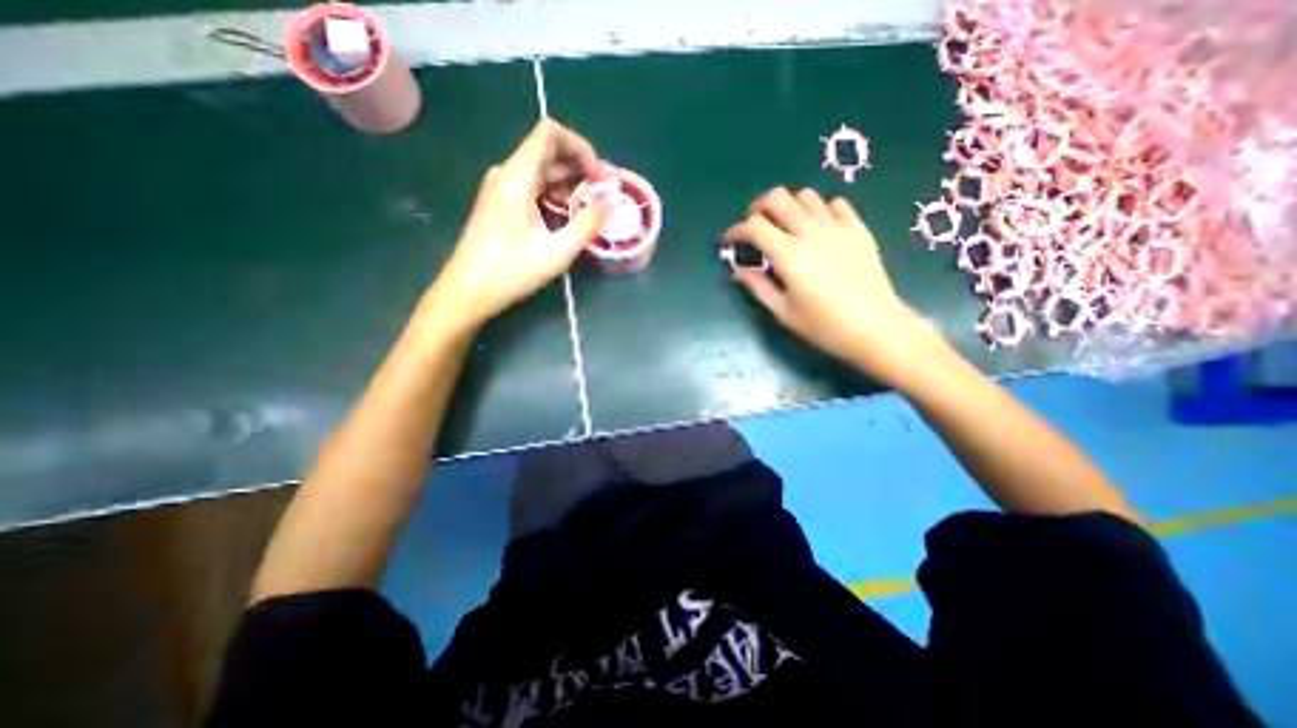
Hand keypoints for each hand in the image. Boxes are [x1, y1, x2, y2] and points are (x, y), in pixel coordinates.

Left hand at [430, 121, 606, 330]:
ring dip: (569, 183)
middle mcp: (507, 174)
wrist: (467, 290)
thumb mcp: (556, 252)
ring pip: (542, 171)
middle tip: (603, 193)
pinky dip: (555, 195)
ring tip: (591, 207)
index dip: (580, 146)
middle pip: (548, 151)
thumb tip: (610, 204)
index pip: (549, 133)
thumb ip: (586, 225)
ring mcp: (501, 189)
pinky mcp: (501, 204)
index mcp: (517, 177)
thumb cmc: (510, 272)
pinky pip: (533, 187)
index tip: (598, 176)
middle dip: (580, 167)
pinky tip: (568, 216)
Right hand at [724, 186, 949, 381]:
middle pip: (778, 198)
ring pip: (806, 195)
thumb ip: (757, 287)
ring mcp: (838, 228)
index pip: (755, 227)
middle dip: (758, 208)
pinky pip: (836, 204)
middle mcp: (811, 233)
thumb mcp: (783, 312)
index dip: (736, 230)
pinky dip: (820, 210)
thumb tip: (737, 271)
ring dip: (788, 207)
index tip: (729, 242)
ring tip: (785, 227)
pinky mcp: (858, 230)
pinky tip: (817, 228)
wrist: (877, 328)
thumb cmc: (824, 326)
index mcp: (790, 256)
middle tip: (754, 226)